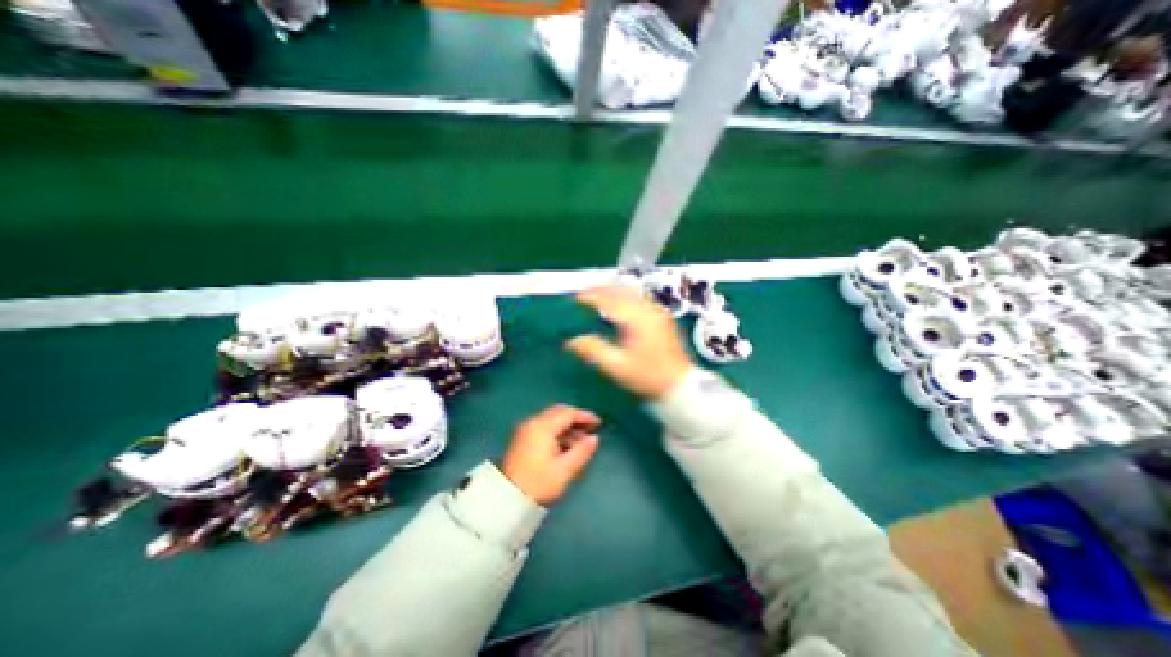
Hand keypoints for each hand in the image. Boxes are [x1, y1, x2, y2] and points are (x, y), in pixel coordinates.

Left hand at [497, 402, 598, 504]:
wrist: (506, 499)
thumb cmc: (538, 483)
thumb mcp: (565, 470)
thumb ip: (582, 451)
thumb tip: (595, 438)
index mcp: (543, 427)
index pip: (568, 413)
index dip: (585, 416)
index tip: (599, 423)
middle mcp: (533, 422)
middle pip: (558, 412)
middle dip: (576, 419)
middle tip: (591, 429)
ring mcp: (525, 430)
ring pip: (551, 420)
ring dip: (567, 427)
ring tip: (581, 442)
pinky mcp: (522, 439)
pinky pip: (544, 427)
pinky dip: (557, 432)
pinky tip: (565, 446)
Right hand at [562, 284, 687, 397]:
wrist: (680, 386)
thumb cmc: (647, 377)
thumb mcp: (617, 367)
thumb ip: (593, 351)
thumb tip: (570, 341)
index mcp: (637, 319)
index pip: (610, 300)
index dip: (592, 296)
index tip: (576, 297)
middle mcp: (649, 310)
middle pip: (622, 291)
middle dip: (602, 290)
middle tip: (585, 293)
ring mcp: (658, 312)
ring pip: (632, 293)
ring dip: (614, 292)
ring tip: (598, 296)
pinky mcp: (662, 318)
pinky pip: (640, 299)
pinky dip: (625, 298)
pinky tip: (619, 305)